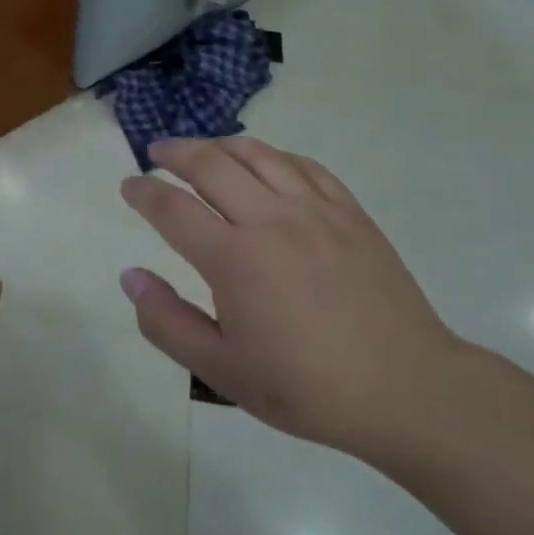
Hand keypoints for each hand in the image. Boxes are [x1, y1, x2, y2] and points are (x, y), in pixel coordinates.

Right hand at [119, 137, 463, 464]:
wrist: (405, 389)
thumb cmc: (306, 387)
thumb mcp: (222, 370)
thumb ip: (166, 322)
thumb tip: (130, 276)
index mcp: (234, 259)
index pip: (172, 208)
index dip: (143, 191)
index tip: (128, 185)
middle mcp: (270, 220)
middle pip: (210, 164)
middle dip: (175, 153)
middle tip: (156, 153)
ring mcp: (315, 210)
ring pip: (257, 154)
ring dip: (220, 145)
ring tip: (203, 150)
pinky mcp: (349, 212)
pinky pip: (303, 165)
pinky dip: (272, 155)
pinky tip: (265, 163)